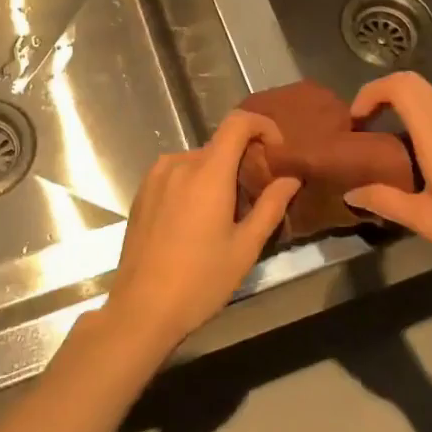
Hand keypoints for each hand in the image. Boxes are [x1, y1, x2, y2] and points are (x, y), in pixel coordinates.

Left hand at [105, 112, 302, 356]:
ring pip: (198, 161)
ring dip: (217, 175)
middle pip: (220, 145)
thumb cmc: (200, 280)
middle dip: (243, 161)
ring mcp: (156, 176)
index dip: (262, 126)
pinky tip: (196, 221)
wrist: (141, 309)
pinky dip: (194, 184)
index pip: (238, 122)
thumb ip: (271, 206)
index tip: (277, 150)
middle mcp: (179, 163)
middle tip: (257, 194)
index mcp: (208, 172)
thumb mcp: (245, 248)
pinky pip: (177, 174)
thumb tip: (291, 177)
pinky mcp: (142, 192)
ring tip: (226, 213)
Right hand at [343, 71, 431, 287]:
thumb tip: (350, 193)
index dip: (371, 92)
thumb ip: (386, 201)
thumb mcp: (428, 223)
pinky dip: (424, 126)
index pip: (401, 86)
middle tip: (364, 133)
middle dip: (382, 99)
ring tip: (387, 153)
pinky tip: (422, 167)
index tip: (355, 123)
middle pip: (415, 86)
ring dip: (404, 113)